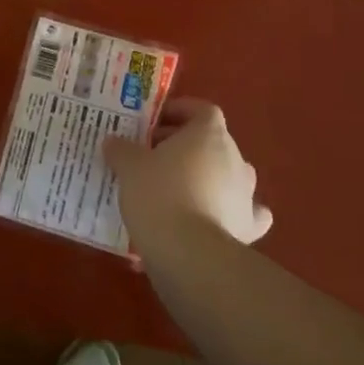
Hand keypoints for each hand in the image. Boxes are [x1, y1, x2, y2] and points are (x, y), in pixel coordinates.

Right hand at [103, 100, 272, 257]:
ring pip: (228, 175)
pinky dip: (231, 212)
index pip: (202, 110)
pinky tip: (215, 219)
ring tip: (177, 189)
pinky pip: (243, 213)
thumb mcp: (129, 166)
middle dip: (185, 147)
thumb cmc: (159, 195)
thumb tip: (114, 142)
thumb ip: (122, 149)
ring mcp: (246, 194)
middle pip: (212, 142)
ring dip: (207, 177)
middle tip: (153, 157)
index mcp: (209, 134)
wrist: (190, 254)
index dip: (180, 112)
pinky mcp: (249, 228)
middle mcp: (235, 158)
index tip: (155, 123)